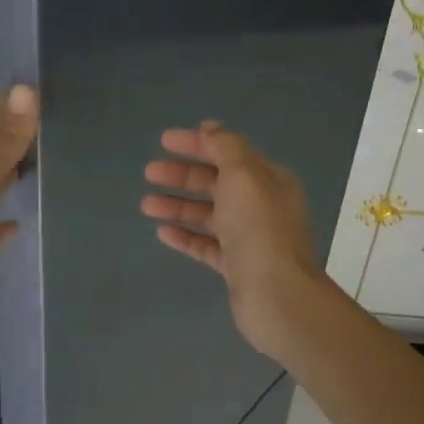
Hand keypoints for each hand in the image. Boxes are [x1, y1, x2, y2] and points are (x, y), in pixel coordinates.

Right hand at [141, 121, 328, 360]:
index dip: (198, 143)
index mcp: (268, 180)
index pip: (230, 152)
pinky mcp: (236, 266)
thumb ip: (226, 148)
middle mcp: (261, 205)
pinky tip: (163, 231)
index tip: (164, 141)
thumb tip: (211, 128)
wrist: (277, 295)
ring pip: (208, 214)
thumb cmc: (259, 229)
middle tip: (150, 172)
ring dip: (178, 205)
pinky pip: (207, 245)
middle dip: (183, 175)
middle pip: (217, 182)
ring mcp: (249, 238)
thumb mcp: (244, 176)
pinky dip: (186, 235)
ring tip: (146, 204)